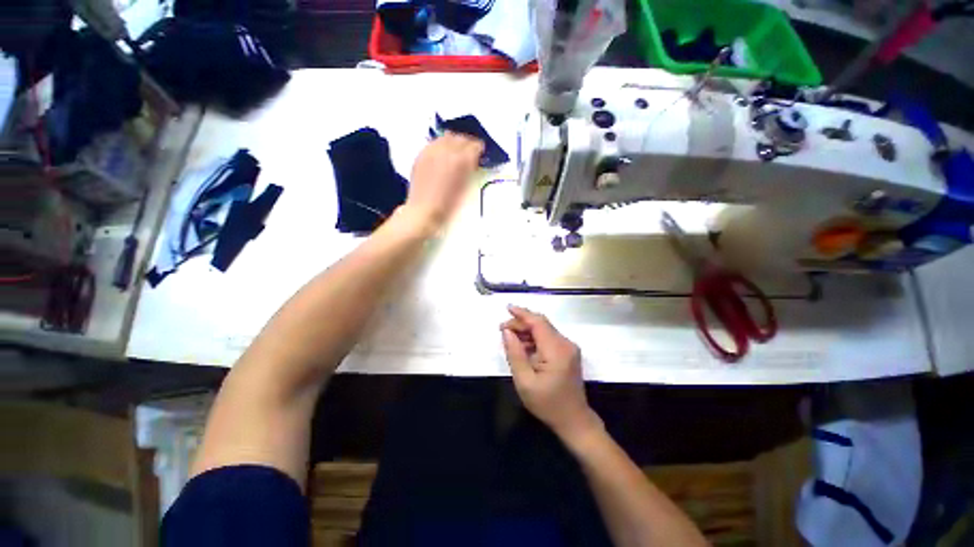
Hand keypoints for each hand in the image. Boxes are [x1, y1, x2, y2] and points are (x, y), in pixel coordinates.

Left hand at [403, 132, 483, 231]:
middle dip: (467, 143)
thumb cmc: (448, 207)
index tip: (480, 154)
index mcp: (461, 161)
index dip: (479, 149)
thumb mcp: (466, 189)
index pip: (474, 146)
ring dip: (454, 142)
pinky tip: (442, 155)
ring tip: (456, 152)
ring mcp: (431, 152)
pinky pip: (433, 143)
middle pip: (460, 138)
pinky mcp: (420, 156)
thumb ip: (470, 171)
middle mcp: (446, 151)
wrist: (423, 212)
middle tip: (470, 152)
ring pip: (446, 137)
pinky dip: (441, 146)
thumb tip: (473, 162)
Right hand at [501, 305, 601, 442]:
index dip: (522, 313)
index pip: (538, 322)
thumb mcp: (524, 381)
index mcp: (556, 350)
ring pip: (544, 330)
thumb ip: (515, 353)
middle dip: (521, 323)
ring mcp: (569, 348)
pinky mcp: (568, 352)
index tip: (507, 308)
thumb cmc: (547, 404)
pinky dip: (534, 338)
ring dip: (527, 331)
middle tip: (502, 330)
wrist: (574, 420)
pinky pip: (548, 338)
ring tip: (509, 338)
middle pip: (541, 324)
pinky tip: (523, 346)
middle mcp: (565, 344)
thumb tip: (507, 332)